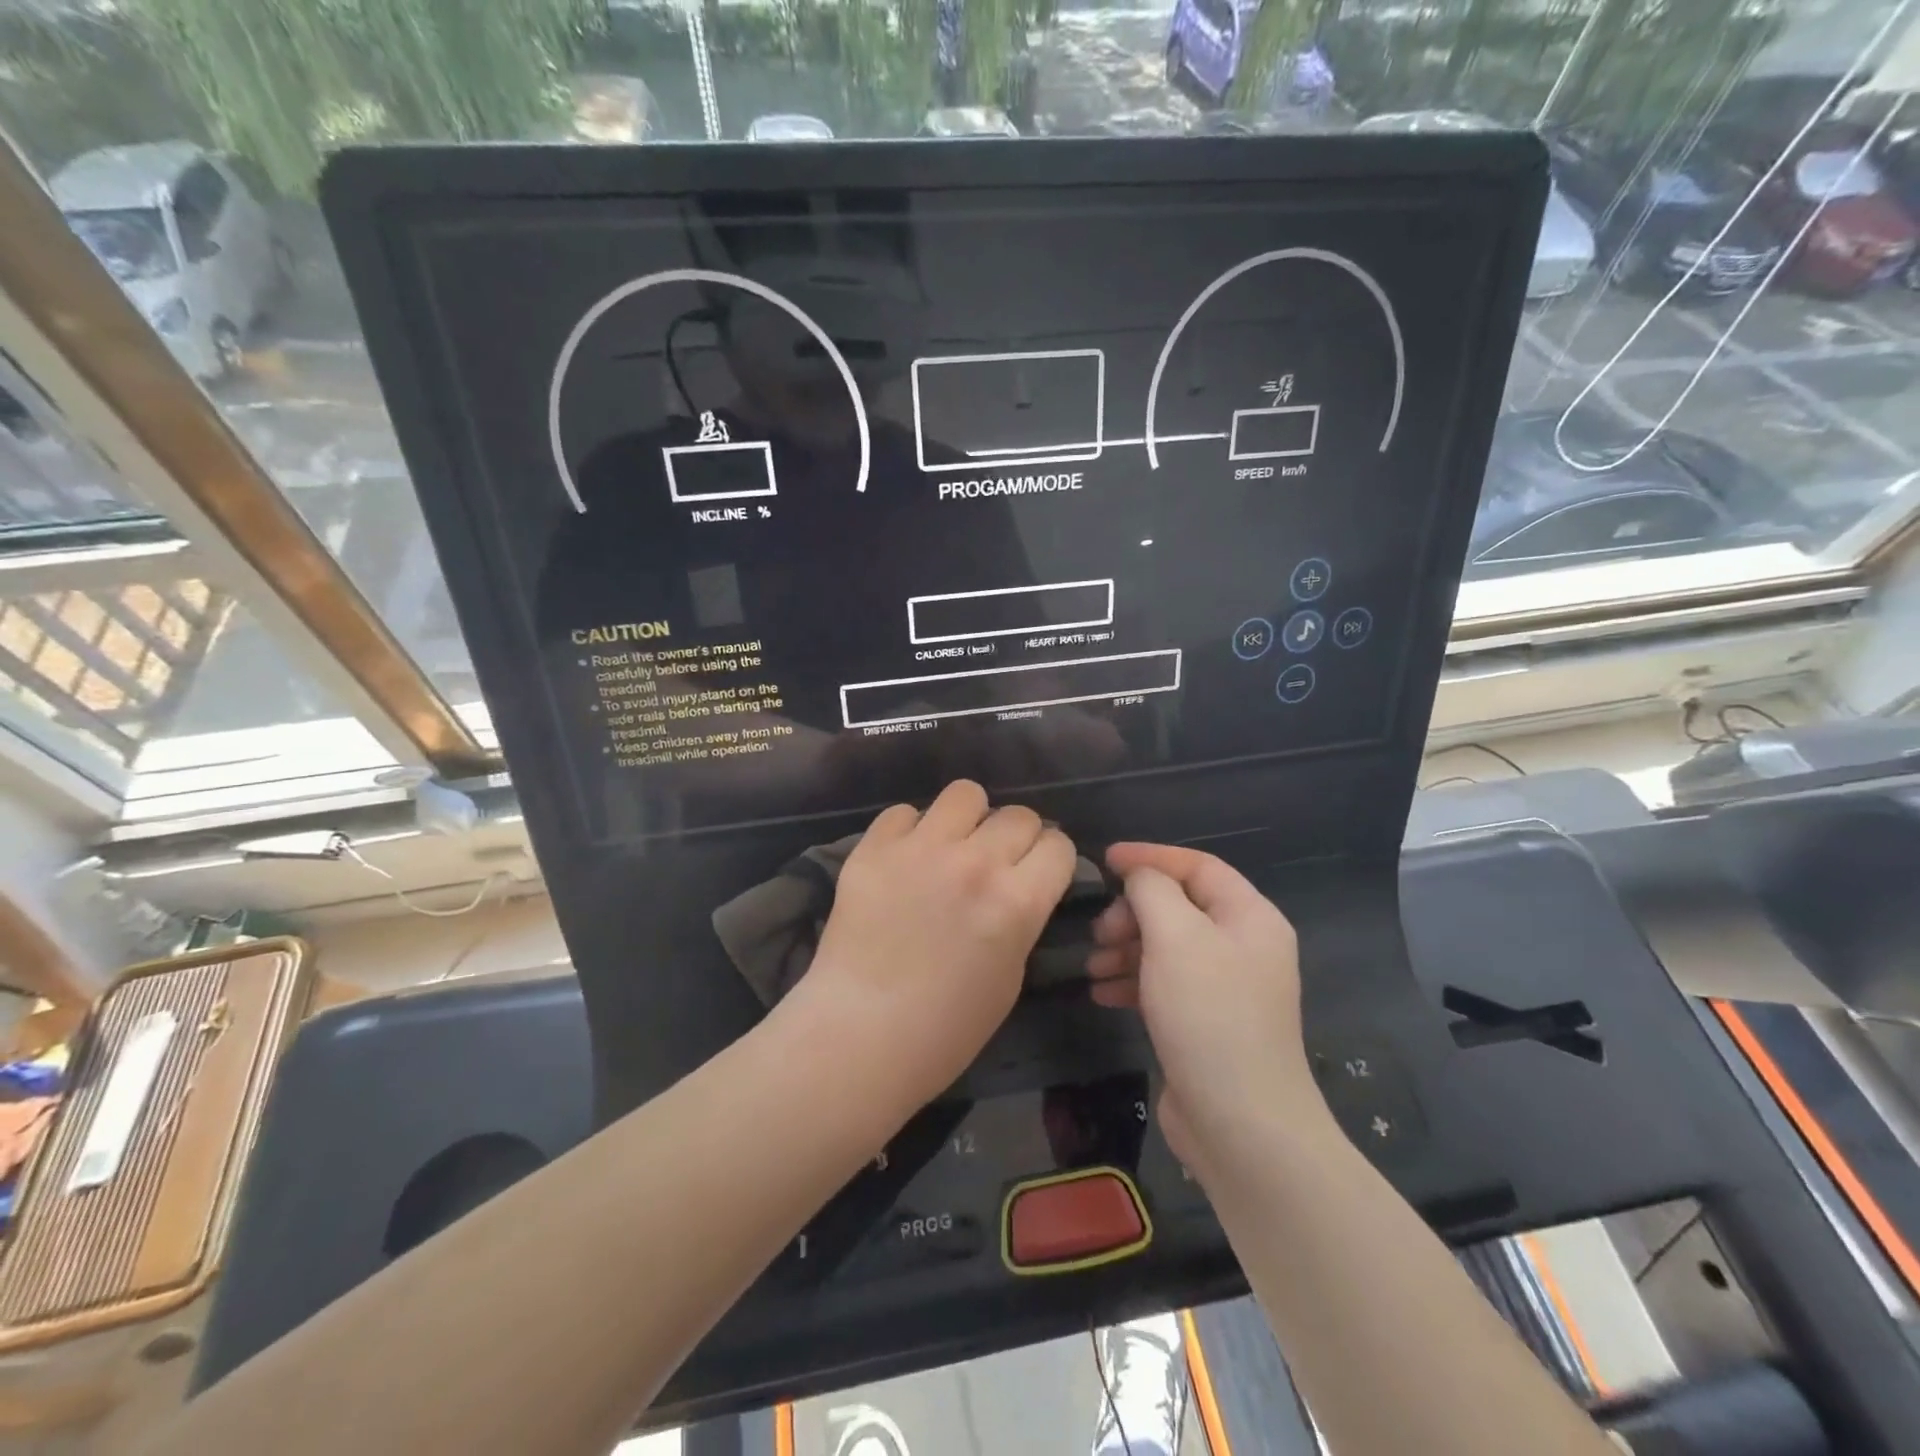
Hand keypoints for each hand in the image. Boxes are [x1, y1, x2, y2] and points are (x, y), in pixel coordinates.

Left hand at [798, 780, 1075, 1108]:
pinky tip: (904, 861)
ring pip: (965, 793)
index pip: (1058, 845)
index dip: (1052, 860)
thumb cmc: (945, 1029)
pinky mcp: (873, 848)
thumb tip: (1018, 886)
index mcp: (1017, 901)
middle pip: (1019, 815)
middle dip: (1016, 838)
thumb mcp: (1010, 976)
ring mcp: (920, 849)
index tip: (1038, 873)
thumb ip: (1020, 918)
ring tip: (951, 847)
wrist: (859, 1035)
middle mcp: (975, 862)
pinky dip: (910, 831)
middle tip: (996, 864)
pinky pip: (904, 812)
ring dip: (968, 819)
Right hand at [1086, 843, 1317, 1176]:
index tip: (1105, 859)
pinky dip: (1133, 981)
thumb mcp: (1176, 936)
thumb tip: (1139, 877)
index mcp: (1250, 917)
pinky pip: (1164, 983)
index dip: (1151, 857)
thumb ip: (1152, 890)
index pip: (1198, 866)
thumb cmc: (1209, 1015)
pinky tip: (1103, 993)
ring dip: (1126, 948)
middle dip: (1133, 912)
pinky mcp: (1207, 1023)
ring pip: (1167, 947)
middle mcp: (1243, 946)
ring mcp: (1227, 988)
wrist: (1241, 1126)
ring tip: (1093, 966)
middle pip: (1179, 906)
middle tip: (1100, 931)